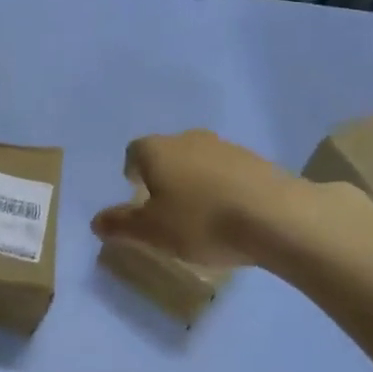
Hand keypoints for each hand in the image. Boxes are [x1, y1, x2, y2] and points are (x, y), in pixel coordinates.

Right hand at [91, 130, 302, 267]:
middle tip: (166, 207)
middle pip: (168, 153)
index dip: (132, 171)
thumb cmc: (201, 221)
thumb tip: (96, 221)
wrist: (276, 217)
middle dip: (164, 175)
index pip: (134, 151)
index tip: (136, 193)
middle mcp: (189, 139)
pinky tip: (232, 216)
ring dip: (196, 181)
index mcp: (158, 150)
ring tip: (201, 215)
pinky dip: (224, 188)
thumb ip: (122, 225)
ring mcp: (227, 147)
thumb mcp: (152, 232)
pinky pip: (229, 173)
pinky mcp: (258, 162)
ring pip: (200, 161)